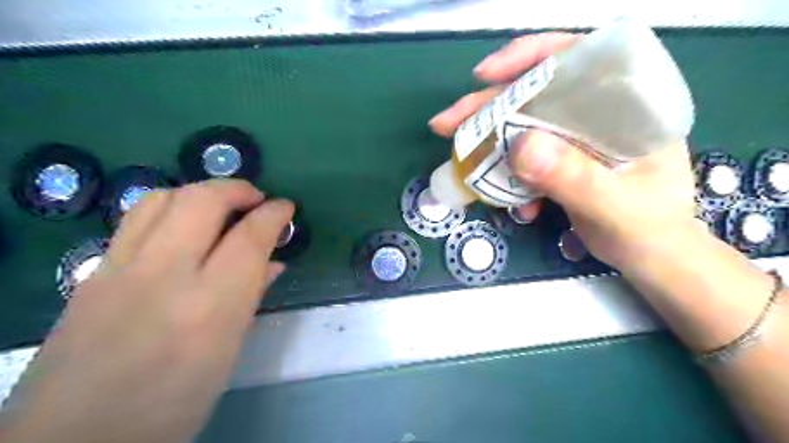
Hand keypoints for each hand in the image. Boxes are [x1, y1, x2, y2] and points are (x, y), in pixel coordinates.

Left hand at [0, 178, 292, 442]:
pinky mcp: (91, 273)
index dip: (273, 214)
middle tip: (256, 198)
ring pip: (162, 198)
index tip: (285, 207)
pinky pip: (135, 219)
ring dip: (201, 191)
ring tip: (221, 207)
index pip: (249, 238)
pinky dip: (170, 208)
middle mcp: (163, 277)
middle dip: (237, 188)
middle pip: (201, 201)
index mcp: (209, 308)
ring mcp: (118, 270)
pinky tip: (183, 228)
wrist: (75, 441)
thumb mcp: (228, 353)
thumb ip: (252, 297)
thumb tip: (273, 261)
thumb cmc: (173, 403)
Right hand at [430, 33, 694, 268]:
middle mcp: (598, 113)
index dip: (529, 59)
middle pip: (536, 94)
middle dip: (488, 107)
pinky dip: (509, 176)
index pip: (577, 58)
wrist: (652, 259)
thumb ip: (573, 177)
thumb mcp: (614, 206)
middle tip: (447, 124)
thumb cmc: (649, 230)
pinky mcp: (562, 161)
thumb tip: (519, 145)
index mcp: (627, 105)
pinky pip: (524, 158)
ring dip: (491, 144)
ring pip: (523, 126)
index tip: (485, 76)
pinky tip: (511, 203)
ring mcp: (576, 139)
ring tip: (464, 162)